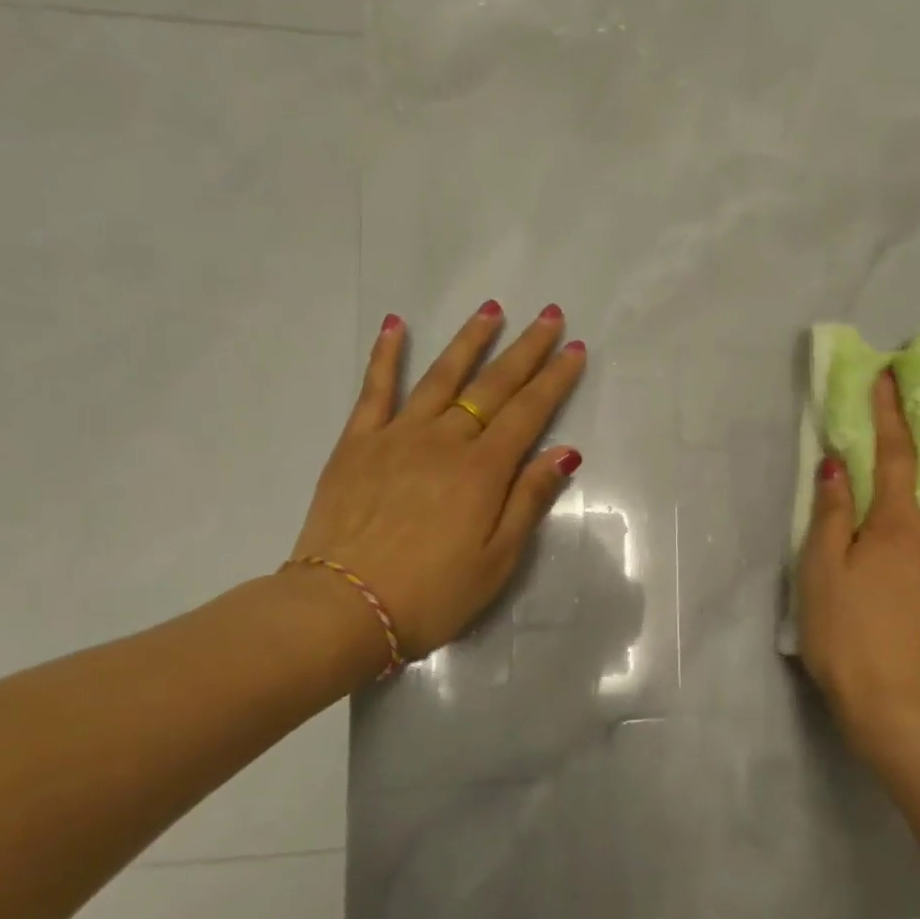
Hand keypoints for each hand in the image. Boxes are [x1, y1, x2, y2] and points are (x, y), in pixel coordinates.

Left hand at [289, 301, 586, 660]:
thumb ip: (529, 500)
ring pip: (441, 376)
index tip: (576, 348)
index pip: (529, 412)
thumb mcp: (497, 560)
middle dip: (526, 350)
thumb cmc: (432, 594)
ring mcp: (397, 436)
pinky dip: (386, 355)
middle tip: (549, 316)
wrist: (343, 609)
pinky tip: (396, 326)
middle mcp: (444, 440)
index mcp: (483, 470)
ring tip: (492, 310)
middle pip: (493, 386)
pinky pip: (375, 390)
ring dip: (469, 341)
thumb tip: (565, 452)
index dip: (555, 379)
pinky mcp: (357, 444)